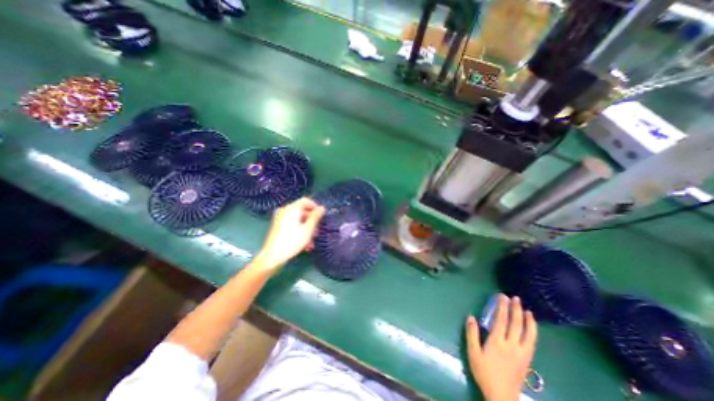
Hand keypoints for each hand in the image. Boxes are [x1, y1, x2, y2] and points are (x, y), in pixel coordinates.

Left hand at [254, 197, 324, 268]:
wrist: (272, 256)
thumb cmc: (292, 242)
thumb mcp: (308, 229)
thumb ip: (315, 217)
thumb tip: (322, 207)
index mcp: (292, 209)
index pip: (306, 201)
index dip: (315, 206)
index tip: (322, 216)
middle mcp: (285, 211)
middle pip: (302, 211)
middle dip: (311, 221)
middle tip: (318, 231)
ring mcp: (281, 218)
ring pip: (298, 219)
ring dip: (307, 228)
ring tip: (311, 241)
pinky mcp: (279, 226)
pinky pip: (292, 224)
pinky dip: (299, 231)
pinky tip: (305, 243)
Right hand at [466, 295, 537, 400]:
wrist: (502, 396)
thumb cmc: (484, 373)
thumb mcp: (473, 353)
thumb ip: (472, 334)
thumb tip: (471, 317)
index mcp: (497, 342)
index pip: (501, 320)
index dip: (502, 307)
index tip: (502, 296)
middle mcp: (512, 345)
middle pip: (516, 324)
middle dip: (516, 309)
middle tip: (515, 298)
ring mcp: (522, 353)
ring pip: (528, 334)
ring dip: (528, 321)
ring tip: (528, 310)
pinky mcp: (527, 360)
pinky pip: (532, 343)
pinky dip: (533, 332)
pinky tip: (531, 328)